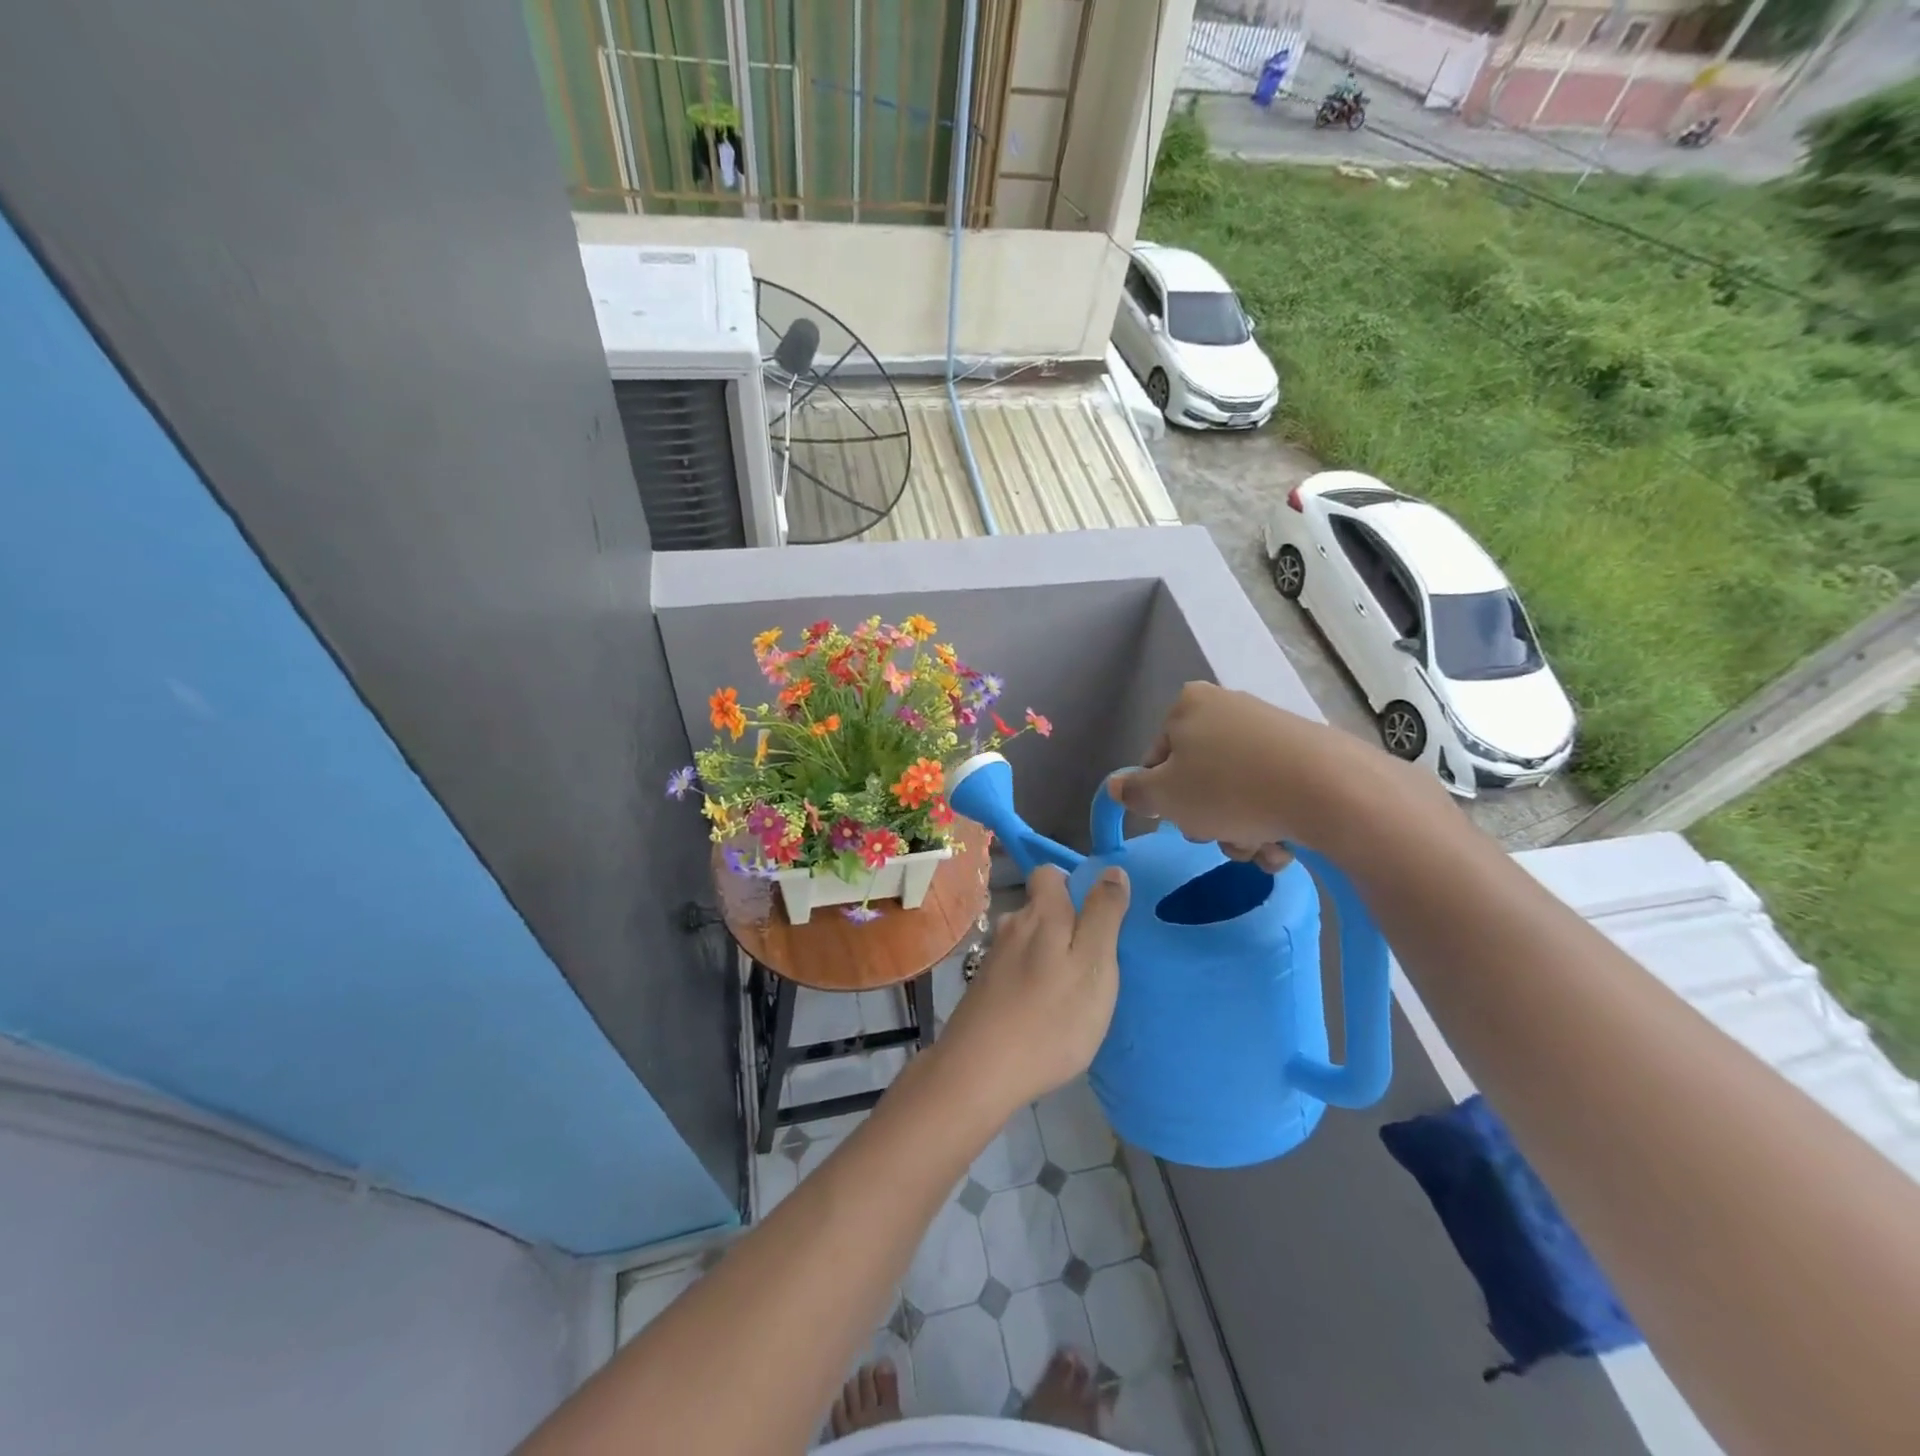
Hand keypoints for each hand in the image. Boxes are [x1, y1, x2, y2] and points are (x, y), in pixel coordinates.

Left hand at [936, 865, 1129, 1112]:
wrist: (979, 1071)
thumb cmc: (1051, 1018)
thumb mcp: (1094, 965)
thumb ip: (1103, 915)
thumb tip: (1111, 869)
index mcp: (1041, 914)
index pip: (1048, 873)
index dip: (1072, 884)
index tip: (1097, 914)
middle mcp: (1012, 926)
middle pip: (1039, 908)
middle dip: (1064, 923)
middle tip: (1092, 960)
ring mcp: (993, 958)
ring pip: (1027, 940)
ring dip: (1048, 954)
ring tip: (1071, 988)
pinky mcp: (982, 987)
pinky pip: (1015, 968)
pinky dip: (1031, 979)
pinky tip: (1042, 1009)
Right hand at [1107, 682, 1432, 856]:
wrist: (1329, 790)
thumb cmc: (1228, 789)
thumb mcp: (1164, 797)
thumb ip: (1133, 792)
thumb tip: (1115, 785)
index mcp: (1188, 705)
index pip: (1157, 758)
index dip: (1162, 797)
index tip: (1179, 818)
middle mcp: (1228, 707)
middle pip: (1198, 777)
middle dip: (1206, 817)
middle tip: (1218, 835)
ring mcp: (1271, 729)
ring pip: (1236, 792)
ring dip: (1239, 830)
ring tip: (1257, 846)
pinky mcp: (1307, 753)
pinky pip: (1272, 792)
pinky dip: (1271, 821)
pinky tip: (1283, 843)